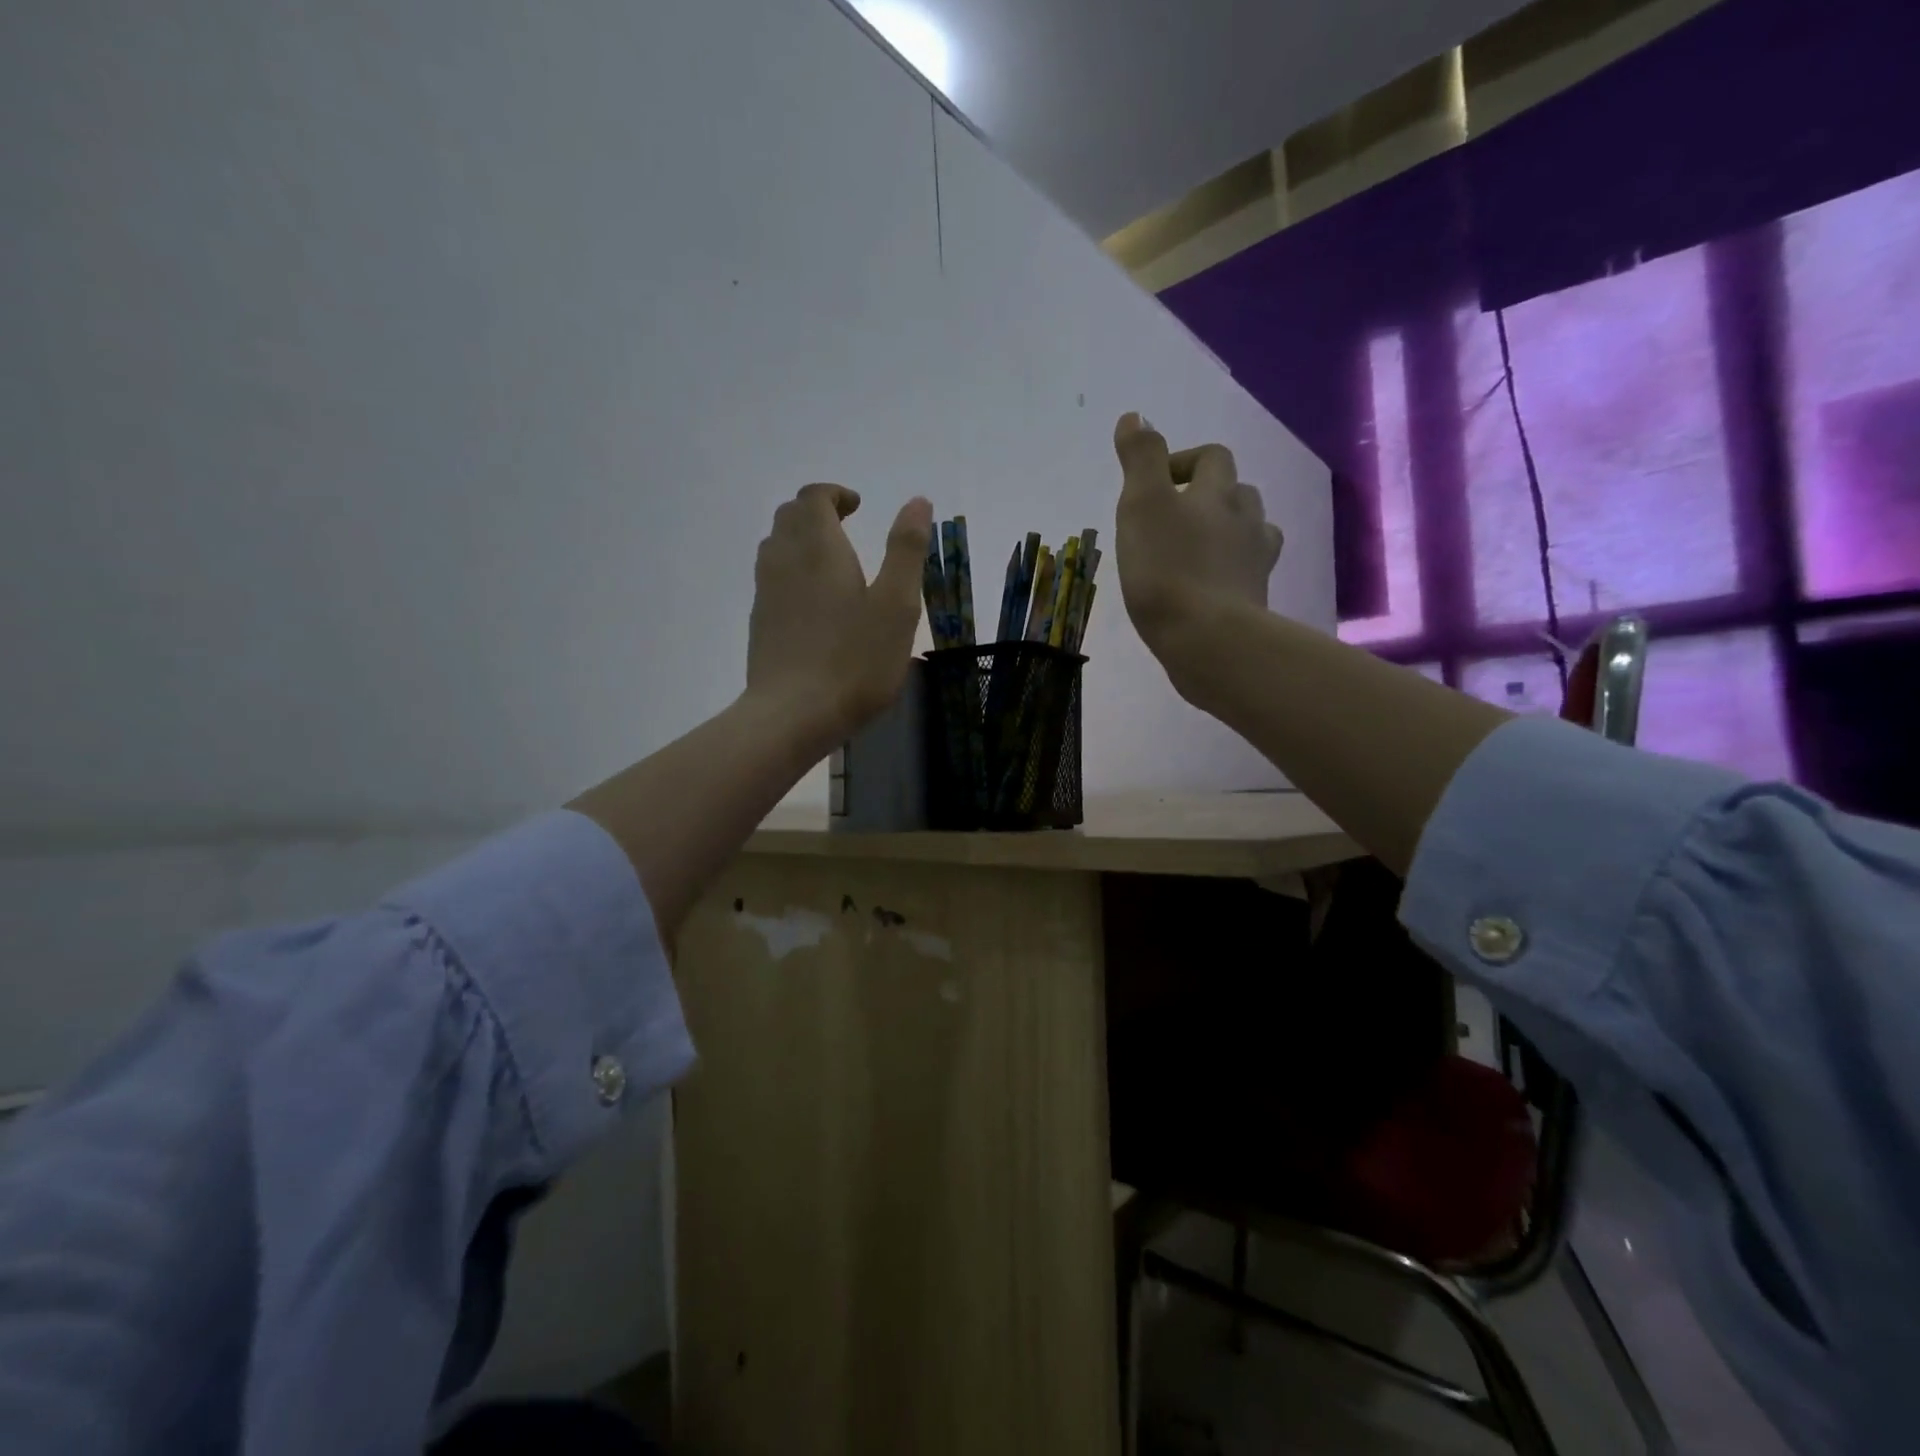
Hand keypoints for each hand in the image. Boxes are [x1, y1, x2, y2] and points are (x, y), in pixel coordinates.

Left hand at [745, 482, 933, 748]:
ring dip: (801, 540)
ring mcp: (766, 592)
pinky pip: (771, 578)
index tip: (857, 506)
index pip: (813, 497)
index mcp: (818, 547)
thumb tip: (917, 502)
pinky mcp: (760, 622)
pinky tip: (815, 602)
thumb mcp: (896, 605)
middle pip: (789, 516)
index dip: (834, 494)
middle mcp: (784, 560)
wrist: (793, 714)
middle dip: (816, 512)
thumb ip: (906, 550)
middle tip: (847, 526)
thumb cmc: (855, 660)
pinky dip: (791, 570)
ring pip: (775, 546)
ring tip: (831, 562)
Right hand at [1112, 413, 1282, 690]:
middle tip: (1173, 518)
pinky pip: (1248, 574)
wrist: (1207, 639)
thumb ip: (1141, 459)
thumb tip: (1136, 416)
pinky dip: (1231, 572)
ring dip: (1227, 531)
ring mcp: (1256, 563)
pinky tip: (1211, 587)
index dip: (1185, 461)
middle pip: (1237, 492)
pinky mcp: (1255, 601)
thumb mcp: (1142, 505)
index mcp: (1217, 493)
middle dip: (1209, 495)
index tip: (1156, 483)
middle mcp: (1246, 520)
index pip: (1212, 457)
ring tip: (1196, 550)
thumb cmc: (1167, 569)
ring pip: (1251, 532)